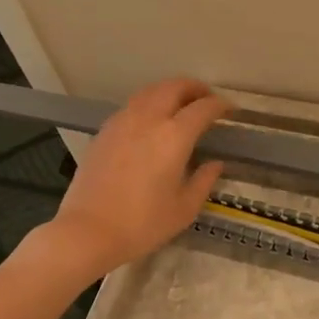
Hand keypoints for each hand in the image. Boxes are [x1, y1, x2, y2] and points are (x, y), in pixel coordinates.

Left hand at [38, 77, 229, 280]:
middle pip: (174, 87)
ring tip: (180, 104)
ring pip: (150, 91)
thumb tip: (215, 164)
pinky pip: (132, 106)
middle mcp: (148, 119)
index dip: (220, 105)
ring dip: (169, 91)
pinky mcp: (104, 131)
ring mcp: (122, 122)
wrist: (88, 231)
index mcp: (174, 136)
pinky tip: (150, 121)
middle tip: (206, 98)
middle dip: (194, 88)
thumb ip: (203, 181)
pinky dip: (148, 103)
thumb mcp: (184, 209)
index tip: (230, 110)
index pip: (203, 108)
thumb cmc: (142, 224)